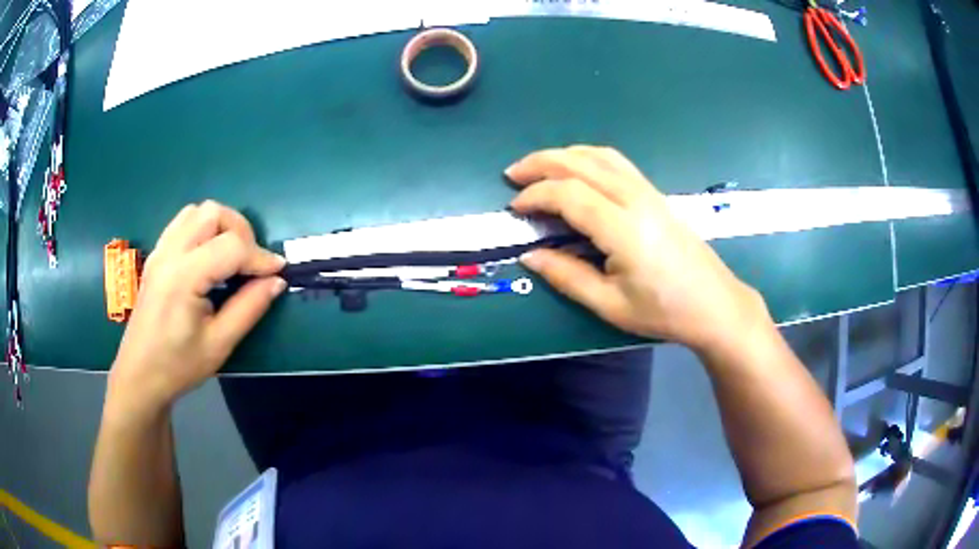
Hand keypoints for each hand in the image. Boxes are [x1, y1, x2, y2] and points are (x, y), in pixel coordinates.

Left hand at [108, 201, 285, 415]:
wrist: (140, 374)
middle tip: (251, 263)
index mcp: (183, 278)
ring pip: (198, 211)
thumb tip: (276, 281)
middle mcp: (170, 253)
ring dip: (222, 225)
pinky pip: (184, 222)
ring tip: (232, 256)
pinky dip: (204, 228)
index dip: (260, 257)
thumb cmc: (178, 365)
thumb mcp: (219, 344)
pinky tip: (210, 255)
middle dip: (241, 231)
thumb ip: (249, 308)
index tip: (279, 272)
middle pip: (213, 213)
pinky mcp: (157, 254)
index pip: (231, 246)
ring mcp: (160, 250)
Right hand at [507, 146, 767, 352]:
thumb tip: (529, 256)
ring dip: (564, 155)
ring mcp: (648, 192)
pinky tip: (577, 169)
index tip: (515, 208)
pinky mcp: (655, 194)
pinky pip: (616, 162)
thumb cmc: (664, 311)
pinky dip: (588, 157)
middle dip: (541, 163)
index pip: (569, 194)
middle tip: (513, 174)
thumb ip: (567, 277)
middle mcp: (636, 199)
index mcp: (624, 229)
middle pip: (581, 163)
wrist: (715, 304)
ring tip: (538, 167)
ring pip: (600, 155)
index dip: (536, 196)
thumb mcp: (610, 305)